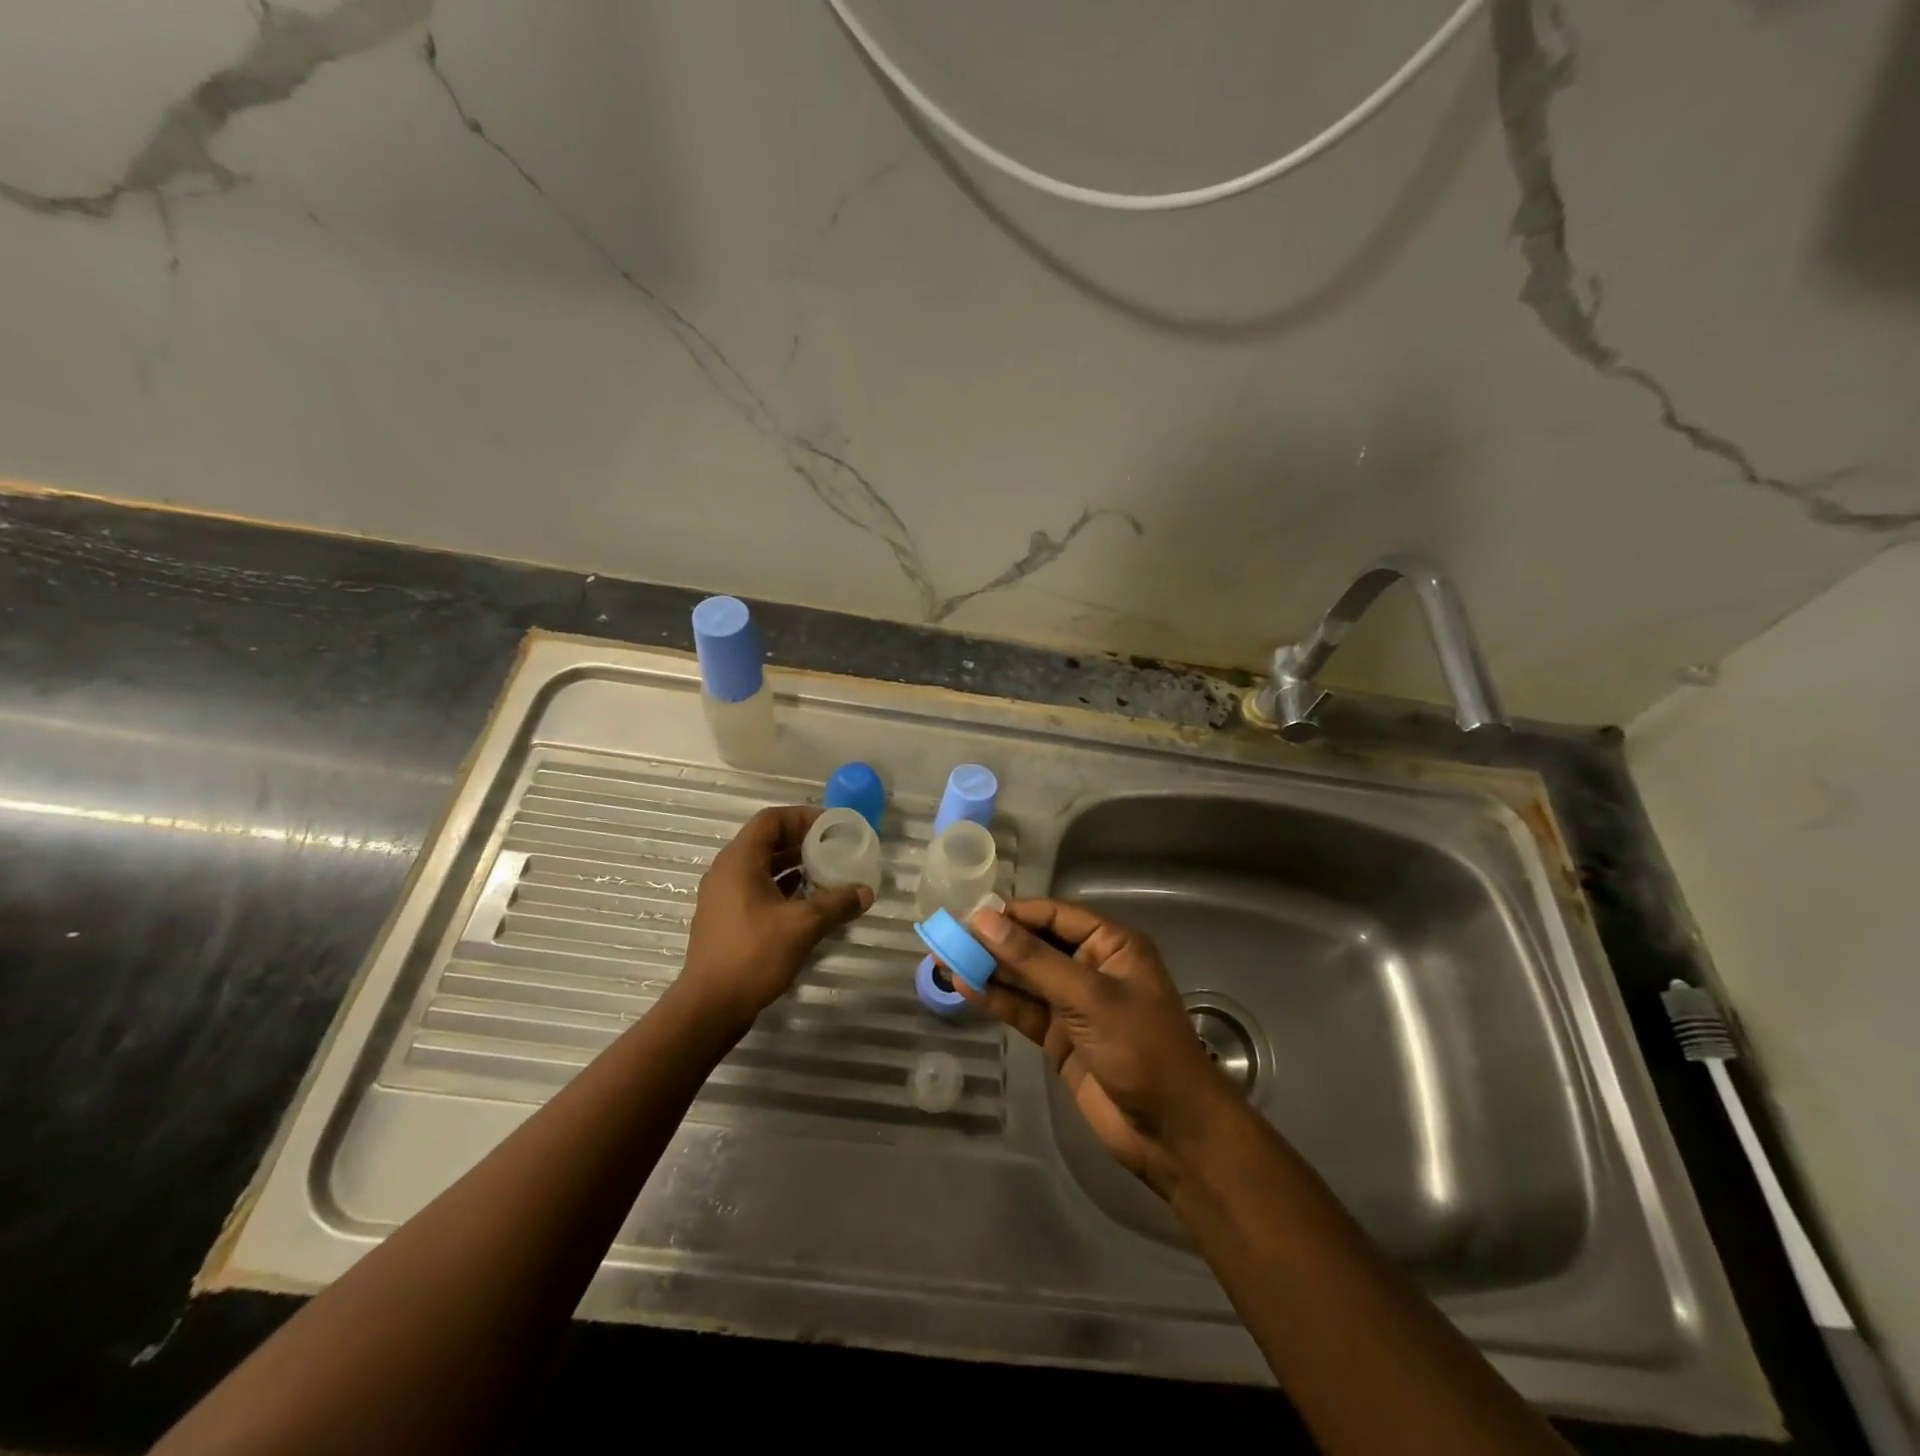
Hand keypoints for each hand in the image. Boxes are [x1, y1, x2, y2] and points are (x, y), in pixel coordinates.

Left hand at [681, 807, 872, 1032]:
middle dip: (804, 842)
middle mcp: (728, 871)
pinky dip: (786, 888)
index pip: (771, 820)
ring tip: (830, 873)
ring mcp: (725, 896)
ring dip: (796, 866)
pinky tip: (811, 902)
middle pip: (768, 841)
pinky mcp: (729, 919)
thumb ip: (836, 903)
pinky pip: (760, 889)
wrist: (709, 1007)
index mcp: (739, 861)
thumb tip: (866, 891)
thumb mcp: (802, 926)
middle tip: (837, 849)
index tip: (833, 827)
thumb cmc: (752, 955)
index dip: (803, 817)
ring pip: (765, 867)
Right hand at [958, 899, 1236, 1195]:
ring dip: (988, 969)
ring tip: (943, 959)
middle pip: (1035, 945)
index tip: (969, 916)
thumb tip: (984, 920)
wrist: (1172, 1133)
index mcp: (1111, 945)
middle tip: (946, 937)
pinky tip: (964, 987)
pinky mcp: (1060, 1037)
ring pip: (1025, 977)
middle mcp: (1091, 967)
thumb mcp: (1089, 998)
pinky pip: (1023, 1009)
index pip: (1054, 915)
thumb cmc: (1141, 1050)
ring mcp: (1074, 1004)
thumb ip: (1034, 960)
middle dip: (994, 942)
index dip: (1012, 914)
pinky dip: (996, 999)